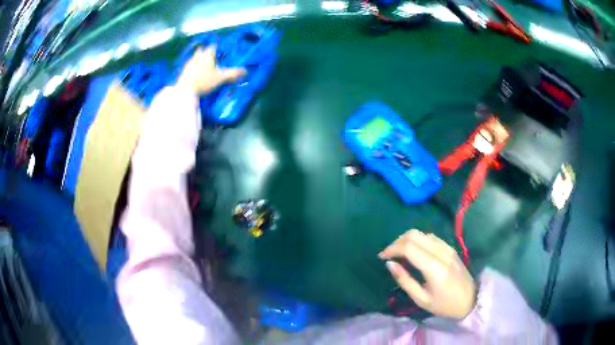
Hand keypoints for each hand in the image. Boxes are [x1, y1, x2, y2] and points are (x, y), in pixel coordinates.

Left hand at [176, 45, 245, 95]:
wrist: (185, 90)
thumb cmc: (204, 81)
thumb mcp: (221, 78)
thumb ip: (233, 73)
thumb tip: (246, 71)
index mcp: (207, 55)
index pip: (212, 47)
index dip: (216, 48)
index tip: (219, 52)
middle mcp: (197, 56)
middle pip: (201, 50)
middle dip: (205, 52)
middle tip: (210, 58)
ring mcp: (189, 64)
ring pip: (195, 58)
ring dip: (199, 60)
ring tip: (203, 66)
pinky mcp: (183, 71)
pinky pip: (189, 66)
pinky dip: (193, 68)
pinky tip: (195, 74)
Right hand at [379, 229, 475, 319]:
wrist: (470, 300)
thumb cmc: (444, 304)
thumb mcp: (421, 299)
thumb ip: (405, 280)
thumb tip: (390, 264)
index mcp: (434, 267)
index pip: (409, 247)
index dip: (392, 249)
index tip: (382, 257)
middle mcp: (441, 252)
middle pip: (414, 235)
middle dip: (397, 242)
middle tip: (389, 255)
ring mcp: (447, 248)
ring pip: (422, 233)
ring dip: (407, 240)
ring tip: (399, 253)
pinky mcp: (450, 247)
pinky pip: (430, 237)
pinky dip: (418, 240)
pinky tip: (414, 252)